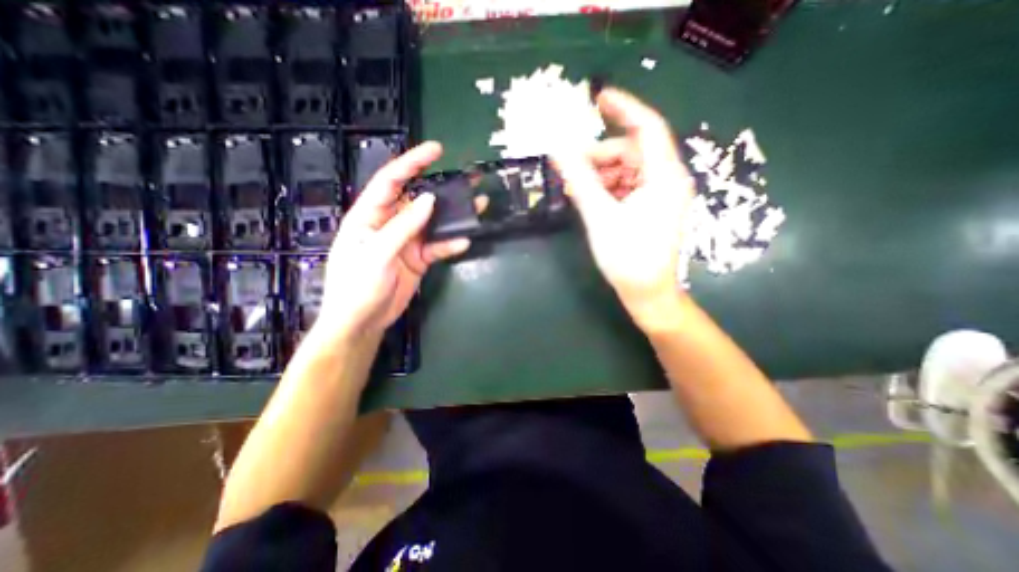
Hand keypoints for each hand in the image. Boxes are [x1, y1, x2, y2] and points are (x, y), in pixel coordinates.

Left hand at [315, 141, 469, 344]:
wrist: (363, 321)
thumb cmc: (357, 286)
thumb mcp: (377, 253)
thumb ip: (403, 227)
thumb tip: (428, 200)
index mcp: (370, 216)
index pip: (391, 181)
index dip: (412, 163)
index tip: (436, 150)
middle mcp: (390, 224)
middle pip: (418, 200)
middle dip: (442, 188)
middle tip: (467, 179)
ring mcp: (407, 242)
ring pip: (433, 223)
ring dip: (453, 216)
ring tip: (476, 205)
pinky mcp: (418, 259)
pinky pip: (437, 247)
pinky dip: (450, 244)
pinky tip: (464, 242)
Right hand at [555, 87, 697, 329]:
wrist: (647, 293)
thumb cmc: (627, 257)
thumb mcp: (600, 216)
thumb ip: (580, 180)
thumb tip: (558, 149)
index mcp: (664, 177)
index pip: (647, 128)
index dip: (624, 108)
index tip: (598, 98)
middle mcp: (667, 180)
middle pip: (631, 152)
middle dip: (599, 156)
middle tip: (570, 168)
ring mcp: (660, 195)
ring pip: (627, 170)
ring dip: (600, 174)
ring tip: (575, 188)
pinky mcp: (651, 208)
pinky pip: (627, 187)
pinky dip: (607, 188)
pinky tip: (589, 198)